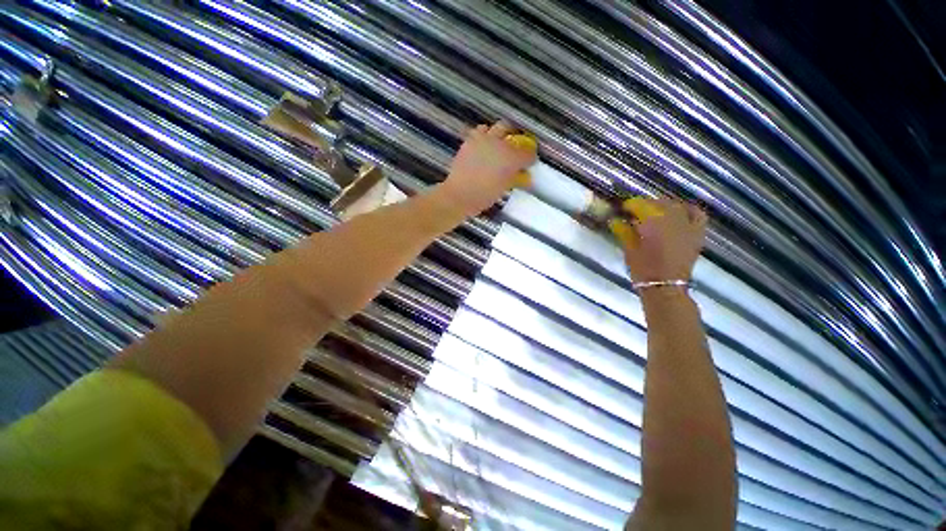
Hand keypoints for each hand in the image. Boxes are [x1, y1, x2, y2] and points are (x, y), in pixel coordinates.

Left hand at [438, 120, 537, 216]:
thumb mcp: (503, 189)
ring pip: (495, 127)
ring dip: (499, 134)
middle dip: (515, 137)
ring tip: (498, 145)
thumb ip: (515, 179)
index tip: (529, 163)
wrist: (460, 194)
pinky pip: (480, 132)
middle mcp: (498, 143)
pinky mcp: (469, 141)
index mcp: (511, 158)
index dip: (530, 158)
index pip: (527, 153)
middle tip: (515, 148)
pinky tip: (483, 148)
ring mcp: (483, 140)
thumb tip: (524, 177)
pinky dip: (484, 137)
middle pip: (510, 130)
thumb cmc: (484, 196)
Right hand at [611, 198, 706, 283]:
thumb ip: (624, 232)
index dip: (631, 205)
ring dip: (664, 206)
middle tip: (635, 211)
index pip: (642, 206)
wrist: (666, 287)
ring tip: (655, 211)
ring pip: (676, 206)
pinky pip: (696, 214)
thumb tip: (615, 220)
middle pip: (659, 204)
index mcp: (654, 224)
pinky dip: (687, 210)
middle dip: (646, 205)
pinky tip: (679, 212)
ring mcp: (688, 226)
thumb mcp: (629, 250)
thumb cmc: (643, 269)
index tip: (623, 208)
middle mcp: (674, 221)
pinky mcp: (697, 234)